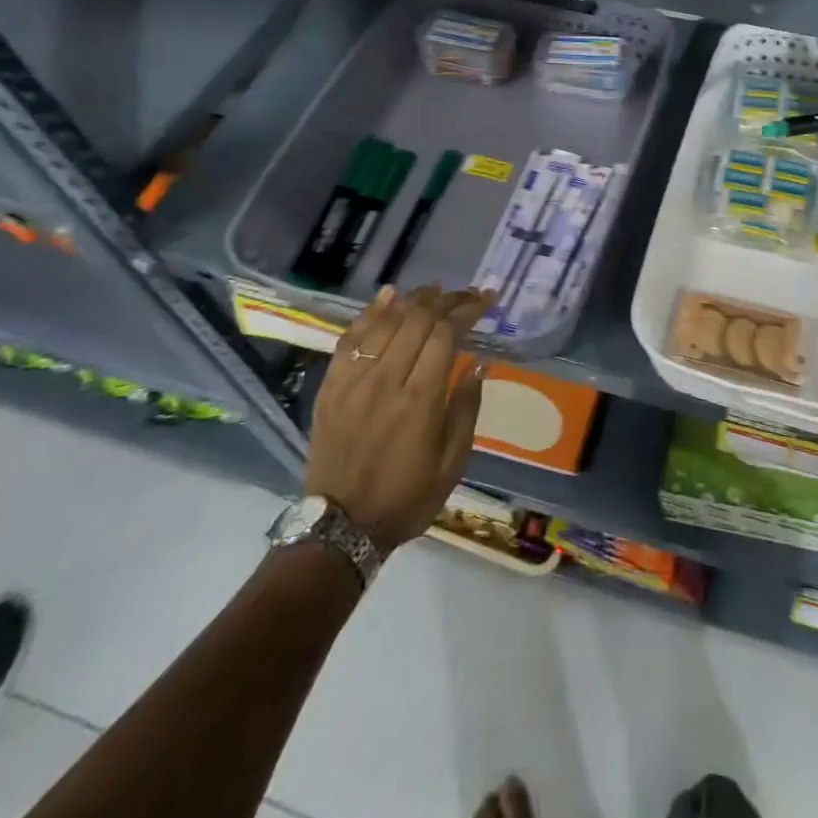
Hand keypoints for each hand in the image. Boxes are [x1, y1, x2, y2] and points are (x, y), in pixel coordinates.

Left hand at [305, 284, 492, 551]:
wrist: (340, 527)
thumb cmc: (407, 498)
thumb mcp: (452, 463)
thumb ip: (466, 409)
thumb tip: (480, 364)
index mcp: (420, 400)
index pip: (446, 334)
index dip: (468, 309)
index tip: (486, 299)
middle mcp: (385, 380)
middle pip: (417, 319)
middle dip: (446, 300)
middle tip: (465, 294)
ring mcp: (353, 381)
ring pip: (386, 321)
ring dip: (413, 299)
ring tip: (435, 290)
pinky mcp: (331, 385)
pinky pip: (351, 337)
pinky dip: (371, 312)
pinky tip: (389, 295)